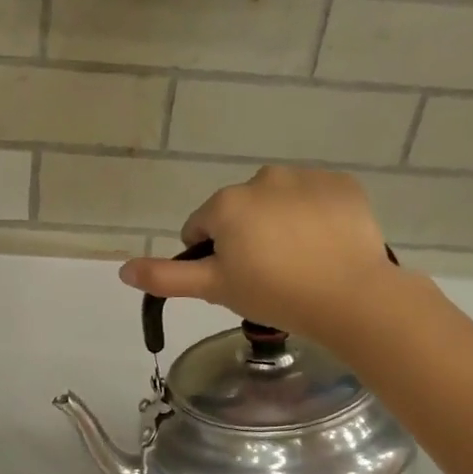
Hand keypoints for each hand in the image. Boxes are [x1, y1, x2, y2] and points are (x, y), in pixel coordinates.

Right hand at [117, 165, 403, 349]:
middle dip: (245, 238)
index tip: (234, 281)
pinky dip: (314, 217)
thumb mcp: (214, 289)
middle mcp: (262, 178)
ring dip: (278, 224)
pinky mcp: (342, 184)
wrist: (351, 296)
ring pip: (277, 203)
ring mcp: (306, 177)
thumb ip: (166, 277)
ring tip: (298, 262)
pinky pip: (315, 199)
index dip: (211, 258)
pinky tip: (324, 246)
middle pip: (239, 212)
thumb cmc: (274, 293)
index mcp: (226, 204)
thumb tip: (121, 269)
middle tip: (266, 275)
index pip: (200, 228)